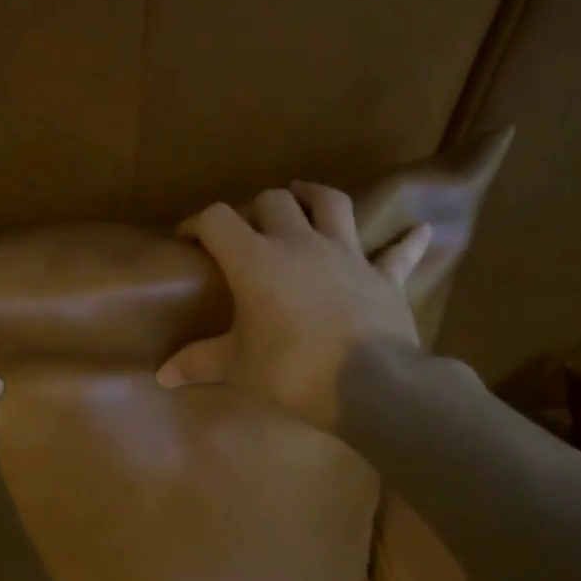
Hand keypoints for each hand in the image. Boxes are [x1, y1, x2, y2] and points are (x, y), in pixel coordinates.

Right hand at [157, 183, 434, 430]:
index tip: (187, 238)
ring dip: (313, 195)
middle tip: (246, 230)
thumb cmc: (292, 371)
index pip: (218, 221)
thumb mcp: (238, 369)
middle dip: (254, 209)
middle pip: (273, 202)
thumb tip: (162, 376)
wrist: (368, 384)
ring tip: (302, 195)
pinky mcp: (383, 275)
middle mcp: (300, 243)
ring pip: (330, 203)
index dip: (197, 222)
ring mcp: (347, 254)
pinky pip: (396, 252)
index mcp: (256, 260)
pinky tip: (418, 230)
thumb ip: (199, 364)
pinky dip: (404, 242)